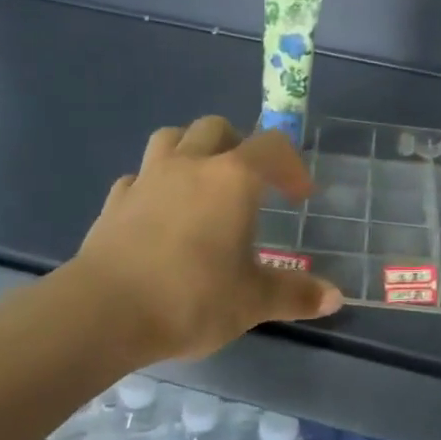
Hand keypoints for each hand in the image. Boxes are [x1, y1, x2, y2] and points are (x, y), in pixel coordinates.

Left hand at [72, 117, 343, 363]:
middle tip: (249, 180)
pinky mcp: (115, 202)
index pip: (271, 147)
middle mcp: (190, 165)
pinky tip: (159, 211)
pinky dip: (154, 183)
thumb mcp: (252, 301)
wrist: (104, 312)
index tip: (300, 195)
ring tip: (202, 182)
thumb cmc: (191, 297)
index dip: (291, 165)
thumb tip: (336, 298)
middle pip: (216, 127)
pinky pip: (139, 176)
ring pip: (171, 138)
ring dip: (191, 149)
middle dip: (239, 144)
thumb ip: (295, 294)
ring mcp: (147, 179)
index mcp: (232, 178)